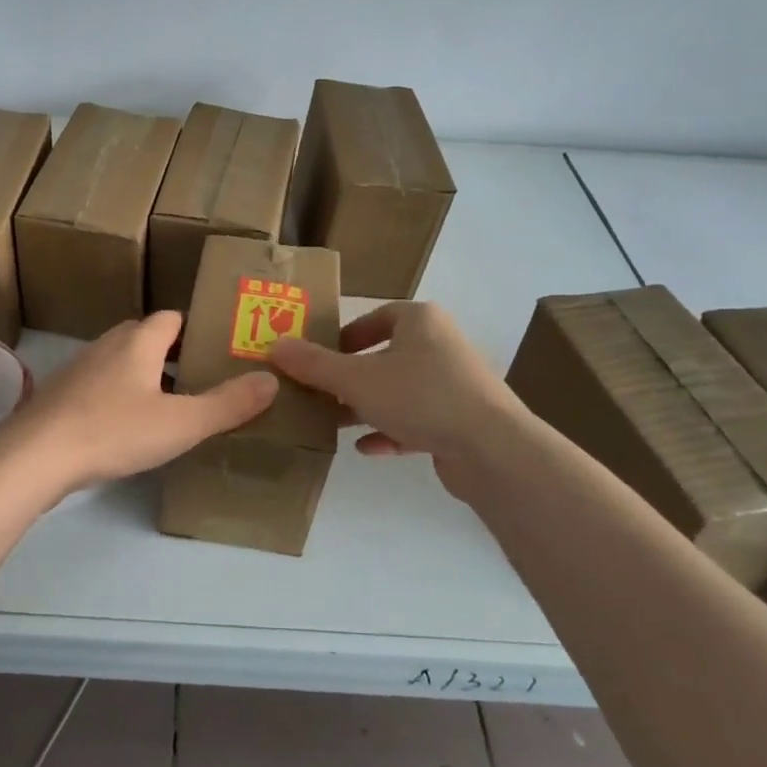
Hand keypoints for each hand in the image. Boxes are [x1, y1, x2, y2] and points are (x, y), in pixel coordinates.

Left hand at [0, 311, 277, 498]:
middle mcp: (107, 346)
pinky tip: (124, 429)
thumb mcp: (181, 423)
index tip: (215, 349)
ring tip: (167, 407)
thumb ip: (228, 404)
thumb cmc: (113, 431)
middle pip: (144, 337)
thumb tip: (271, 380)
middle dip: (171, 354)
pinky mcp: (60, 396)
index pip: (171, 318)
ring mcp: (79, 370)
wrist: (35, 456)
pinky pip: (98, 387)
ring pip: (120, 363)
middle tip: (198, 381)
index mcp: (138, 342)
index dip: (194, 329)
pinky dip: (116, 398)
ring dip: (143, 377)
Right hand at [267, 301, 522, 468]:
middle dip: (350, 377)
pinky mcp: (461, 421)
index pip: (377, 317)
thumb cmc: (421, 396)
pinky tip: (366, 448)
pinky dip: (391, 431)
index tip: (320, 357)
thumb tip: (275, 346)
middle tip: (319, 393)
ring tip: (333, 422)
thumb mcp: (357, 379)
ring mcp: (454, 384)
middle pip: (385, 356)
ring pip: (399, 391)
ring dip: (366, 406)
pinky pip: (417, 420)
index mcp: (420, 321)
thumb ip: (314, 365)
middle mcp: (440, 346)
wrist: (492, 449)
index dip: (345, 336)